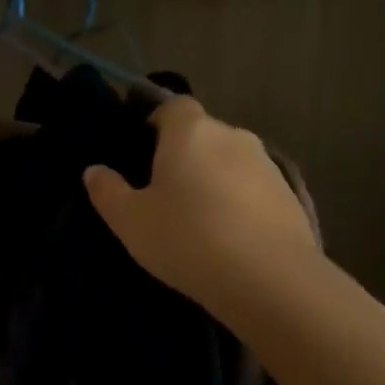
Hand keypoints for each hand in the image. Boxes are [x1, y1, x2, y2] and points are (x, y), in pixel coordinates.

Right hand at [84, 97, 315, 316]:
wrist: (269, 279)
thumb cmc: (186, 238)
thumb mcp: (130, 221)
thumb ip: (108, 191)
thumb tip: (94, 170)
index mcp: (190, 132)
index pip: (173, 106)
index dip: (156, 123)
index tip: (141, 153)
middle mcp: (232, 136)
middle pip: (202, 135)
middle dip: (183, 156)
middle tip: (162, 195)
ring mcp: (267, 165)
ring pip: (228, 162)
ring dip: (212, 181)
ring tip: (196, 221)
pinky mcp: (290, 195)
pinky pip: (252, 189)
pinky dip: (237, 203)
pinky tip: (227, 238)